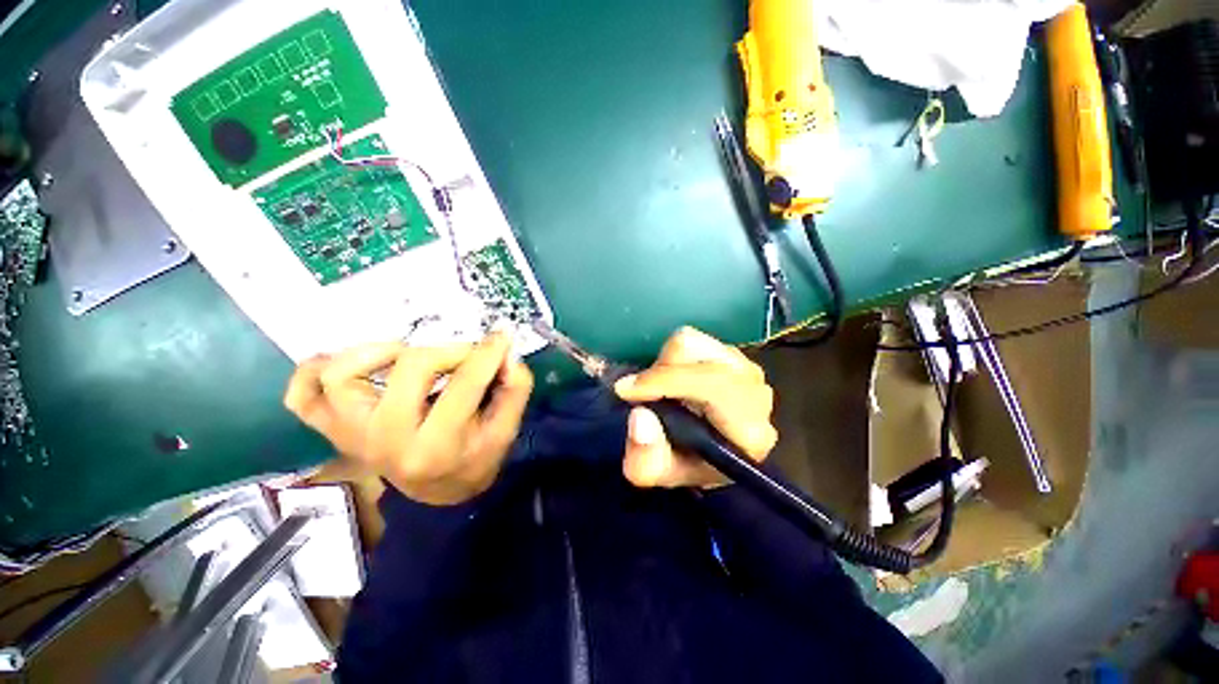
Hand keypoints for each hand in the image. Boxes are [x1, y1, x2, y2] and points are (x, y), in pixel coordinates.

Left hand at [283, 332, 533, 504]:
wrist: (434, 491)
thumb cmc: (473, 460)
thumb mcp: (505, 432)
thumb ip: (514, 391)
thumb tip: (506, 356)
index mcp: (436, 447)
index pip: (464, 386)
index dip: (487, 354)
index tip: (501, 337)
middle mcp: (385, 440)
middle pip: (411, 368)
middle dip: (450, 351)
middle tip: (467, 354)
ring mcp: (350, 433)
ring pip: (342, 374)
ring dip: (379, 352)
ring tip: (408, 355)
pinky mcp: (332, 428)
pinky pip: (301, 393)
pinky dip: (318, 368)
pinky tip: (355, 363)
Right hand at [614, 327, 776, 489]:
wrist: (708, 452)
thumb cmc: (685, 463)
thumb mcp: (655, 472)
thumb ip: (645, 456)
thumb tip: (641, 415)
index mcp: (749, 430)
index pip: (711, 386)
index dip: (665, 382)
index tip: (626, 390)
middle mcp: (756, 393)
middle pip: (697, 355)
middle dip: (660, 373)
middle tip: (643, 394)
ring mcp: (748, 368)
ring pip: (692, 341)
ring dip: (666, 363)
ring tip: (663, 389)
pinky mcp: (735, 354)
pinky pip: (694, 339)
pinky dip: (675, 356)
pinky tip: (677, 379)